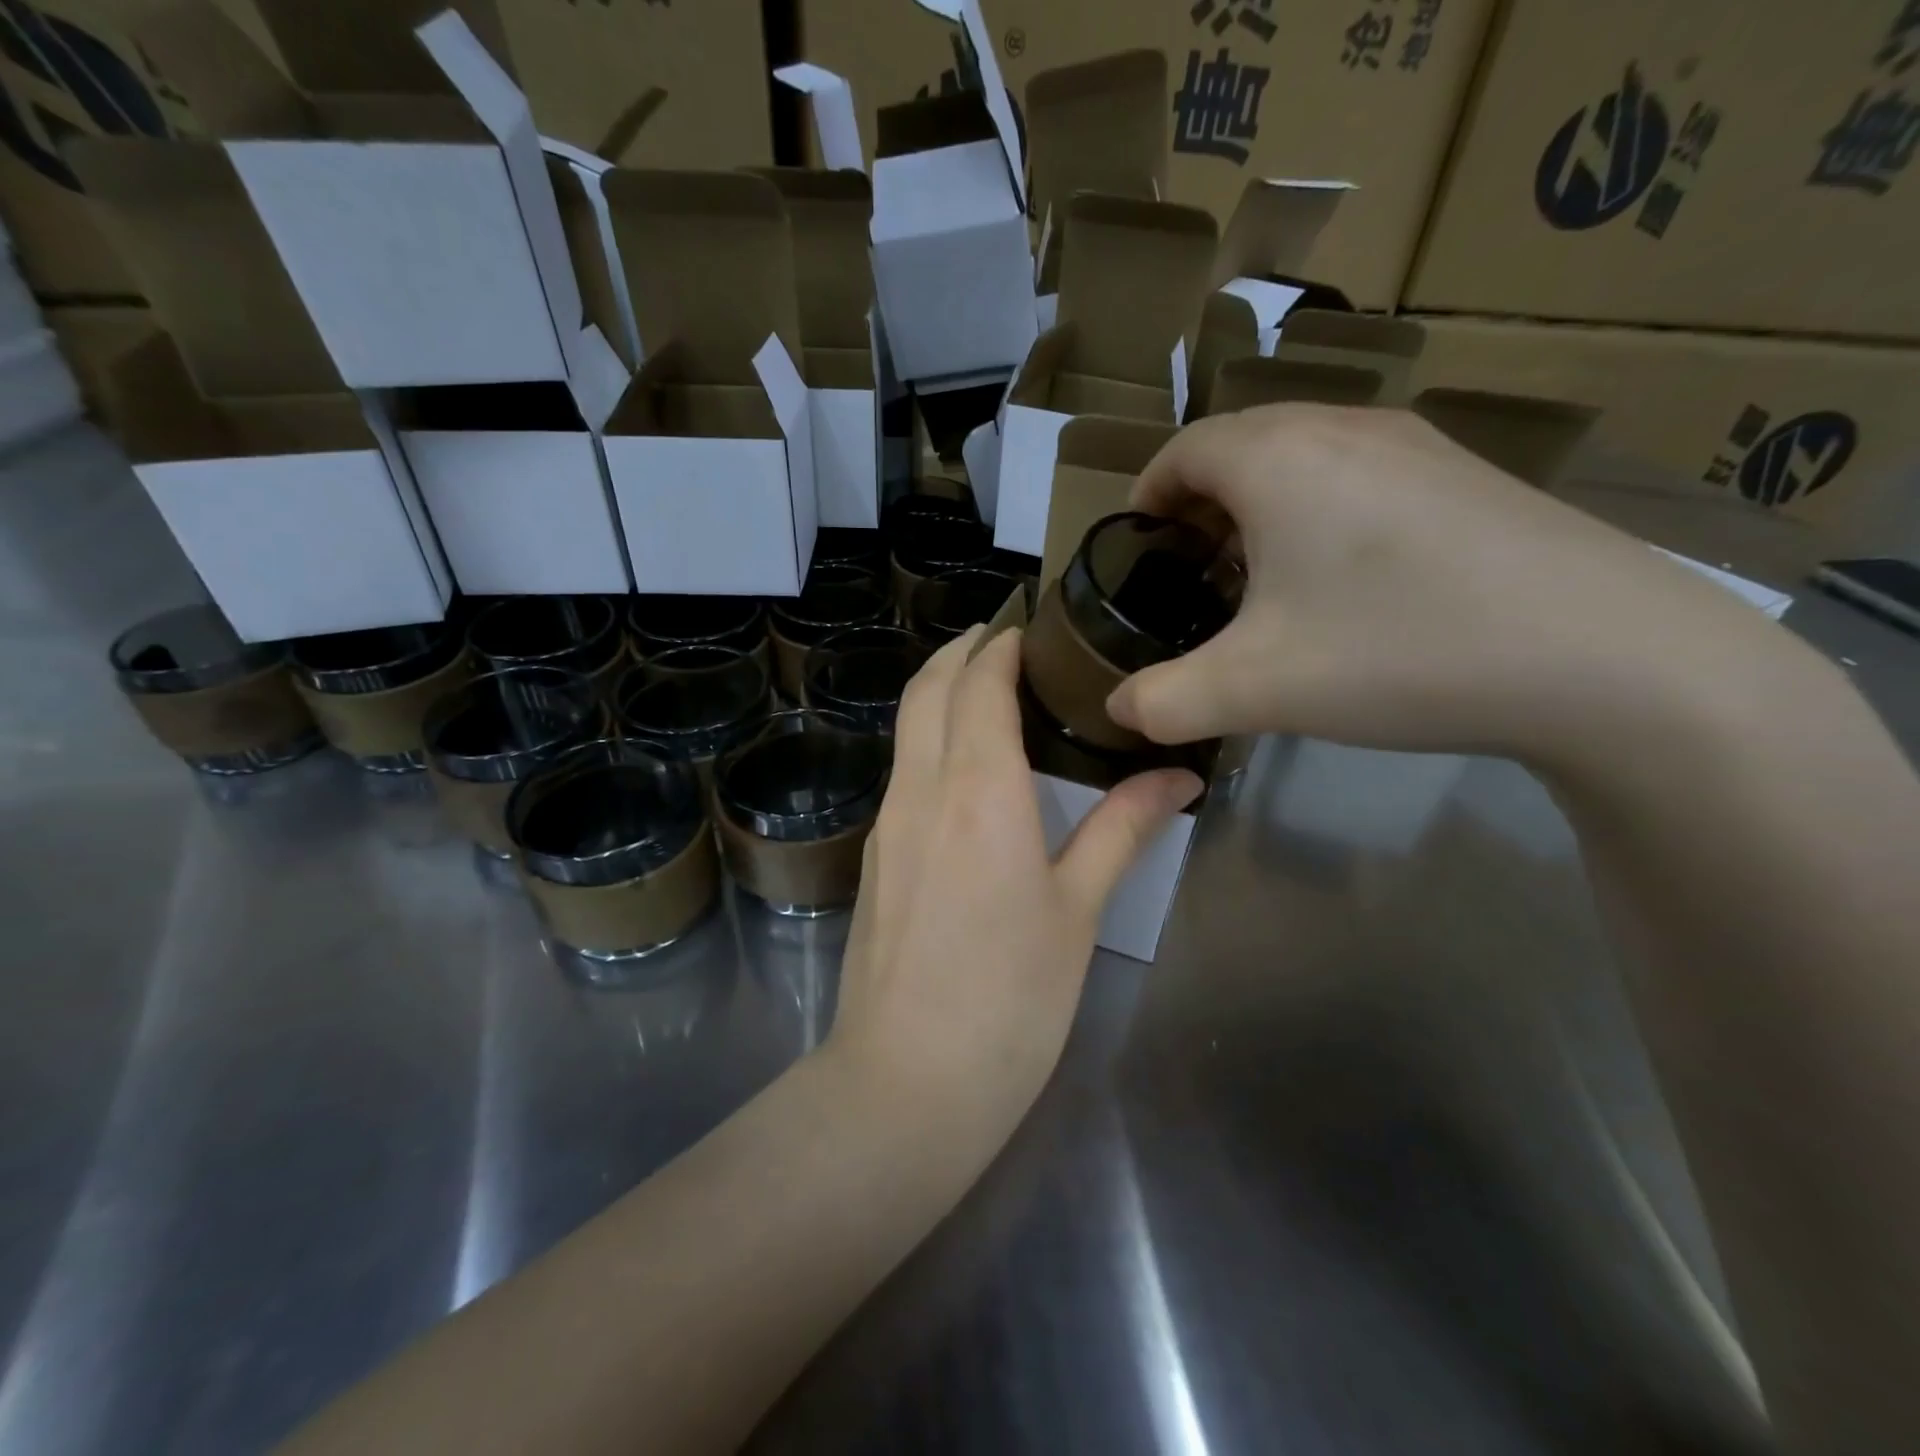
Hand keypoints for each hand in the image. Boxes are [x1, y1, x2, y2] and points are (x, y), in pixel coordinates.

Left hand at [827, 627, 1199, 1159]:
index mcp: (978, 791)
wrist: (907, 1080)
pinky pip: (902, 771)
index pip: (979, 685)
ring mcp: (888, 823)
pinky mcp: (877, 857)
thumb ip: (1121, 829)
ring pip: (907, 728)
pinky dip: (928, 739)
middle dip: (959, 651)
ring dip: (939, 692)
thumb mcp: (1077, 910)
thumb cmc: (1009, 997)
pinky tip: (964, 766)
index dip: (1000, 645)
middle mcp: (922, 791)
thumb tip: (1178, 775)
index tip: (1028, 624)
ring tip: (986, 689)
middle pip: (927, 690)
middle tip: (1003, 638)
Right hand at [1106, 404, 1807, 767]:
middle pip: (1239, 445)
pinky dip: (1321, 512)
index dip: (1145, 497)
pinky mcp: (1466, 476)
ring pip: (1302, 456)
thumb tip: (1118, 711)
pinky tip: (1342, 583)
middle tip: (1188, 574)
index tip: (1134, 551)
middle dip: (1198, 505)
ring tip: (1258, 578)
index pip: (1181, 451)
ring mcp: (1416, 445)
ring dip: (1261, 507)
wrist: (1605, 658)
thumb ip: (1165, 702)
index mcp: (1277, 459)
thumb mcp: (1255, 690)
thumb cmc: (1397, 651)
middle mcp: (1343, 428)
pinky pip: (1359, 474)